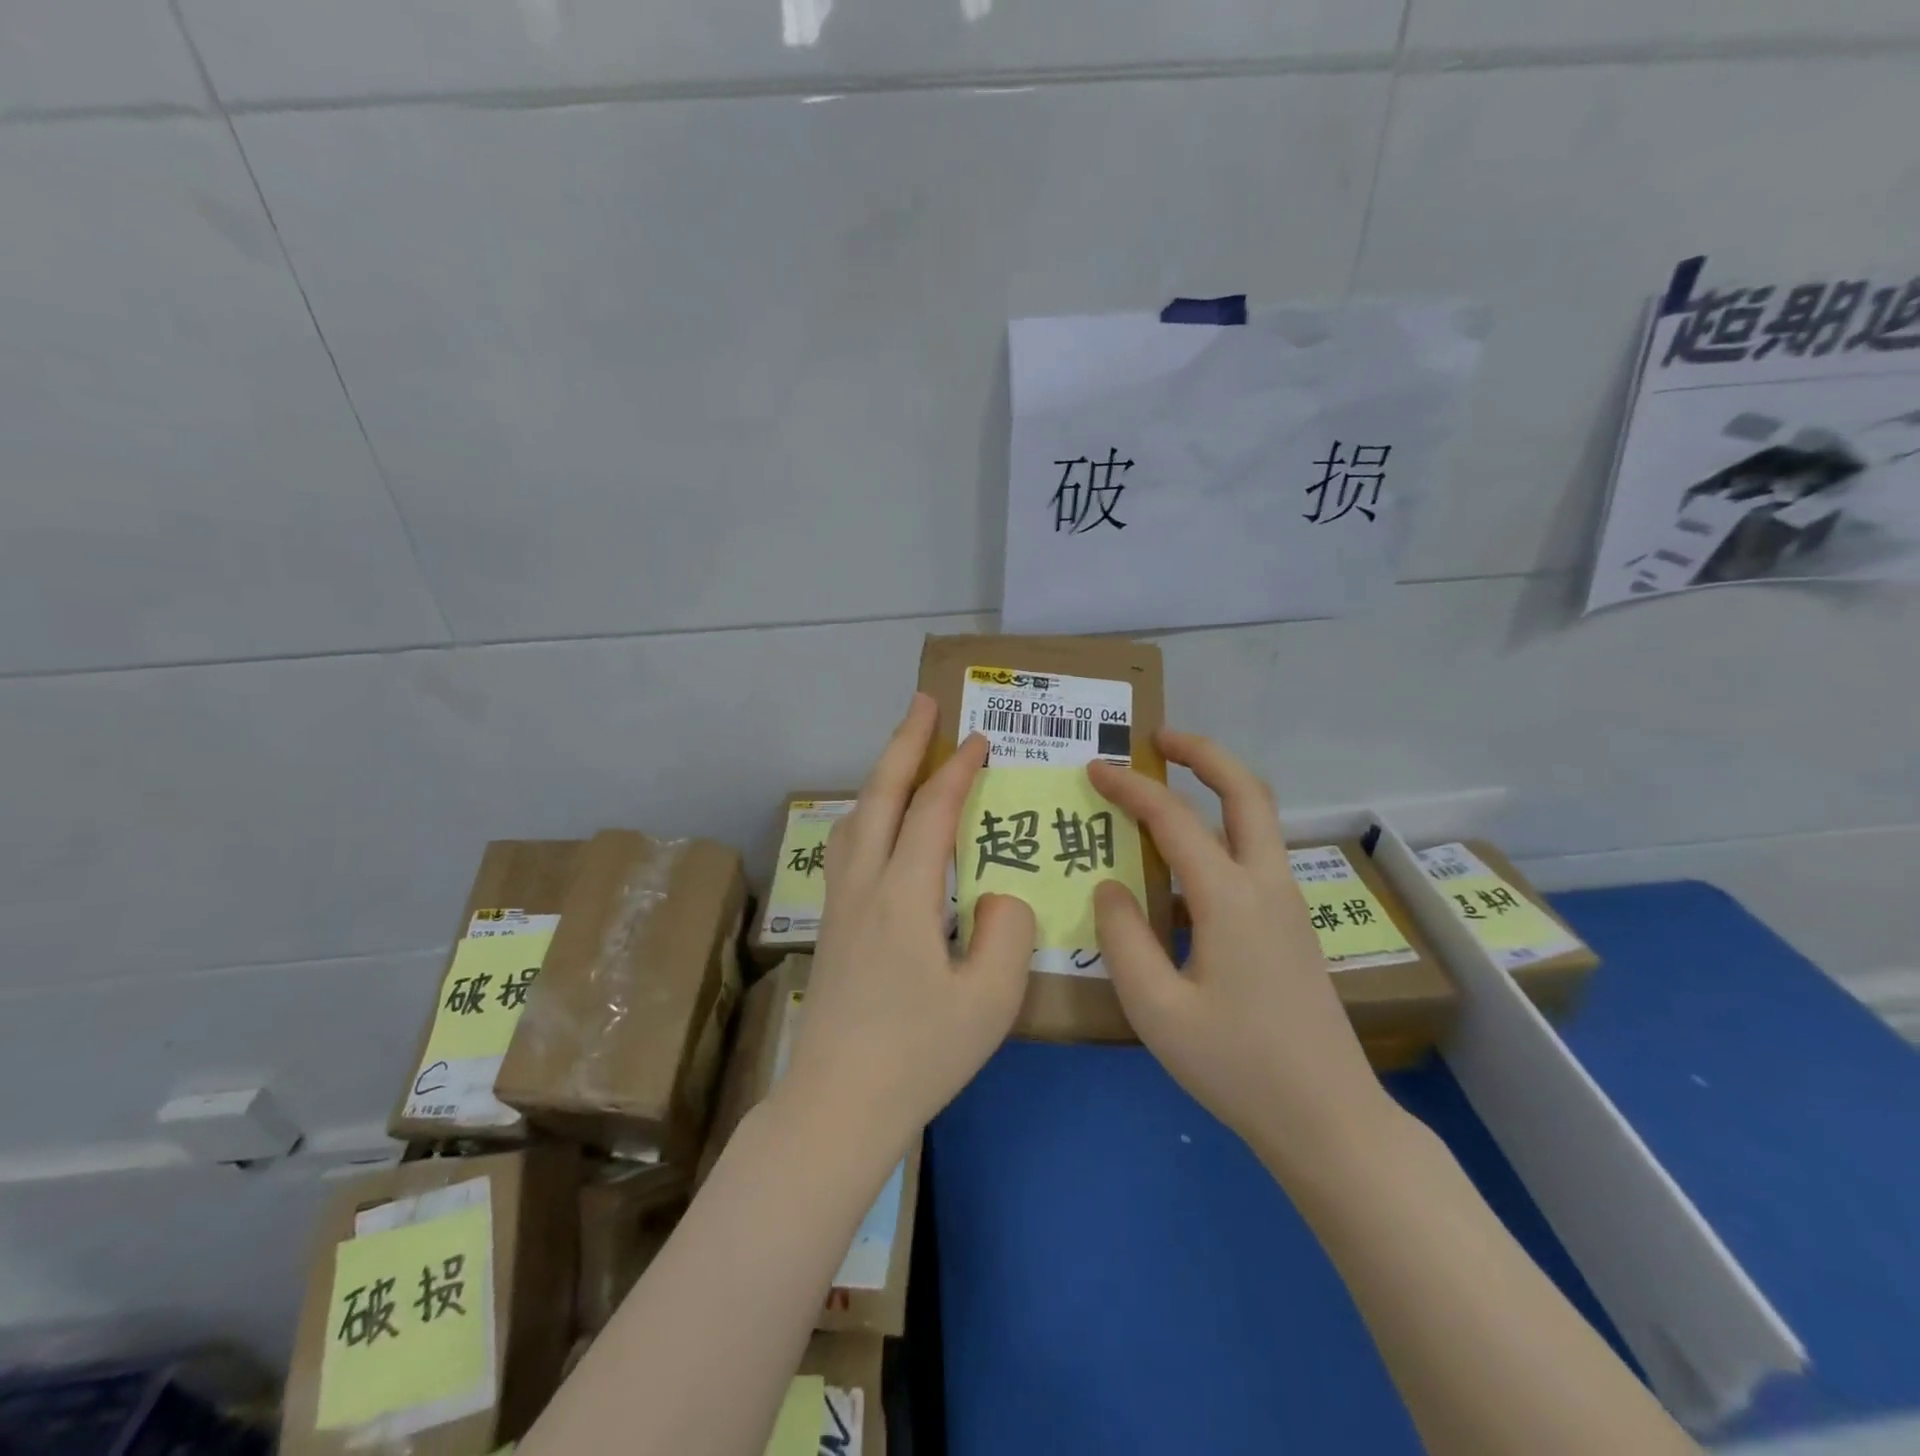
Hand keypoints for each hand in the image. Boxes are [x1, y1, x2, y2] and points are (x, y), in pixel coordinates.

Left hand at [779, 694, 1037, 1153]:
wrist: (838, 1104)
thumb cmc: (919, 1055)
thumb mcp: (990, 1000)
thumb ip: (1007, 932)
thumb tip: (1000, 895)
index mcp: (903, 895)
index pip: (932, 811)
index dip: (956, 769)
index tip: (979, 739)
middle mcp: (864, 885)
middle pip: (879, 796)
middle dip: (904, 744)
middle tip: (923, 702)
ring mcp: (839, 903)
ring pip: (855, 817)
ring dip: (880, 775)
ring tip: (902, 753)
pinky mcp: (831, 925)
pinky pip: (846, 844)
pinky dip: (866, 811)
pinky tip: (877, 823)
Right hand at [1088, 731, 1388, 1165]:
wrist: (1329, 1119)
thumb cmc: (1237, 1066)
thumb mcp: (1156, 1010)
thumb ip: (1123, 938)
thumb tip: (1110, 886)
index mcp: (1231, 898)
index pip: (1173, 819)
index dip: (1131, 788)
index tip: (1094, 769)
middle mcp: (1267, 885)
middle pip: (1246, 791)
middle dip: (1202, 753)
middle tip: (1158, 739)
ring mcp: (1288, 904)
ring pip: (1259, 818)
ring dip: (1218, 786)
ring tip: (1170, 783)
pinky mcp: (1292, 926)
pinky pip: (1255, 854)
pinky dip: (1223, 828)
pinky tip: (1187, 863)